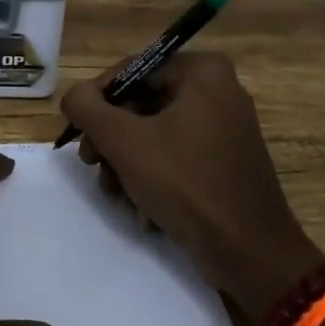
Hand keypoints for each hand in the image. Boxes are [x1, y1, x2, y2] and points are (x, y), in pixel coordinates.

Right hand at [61, 51, 323, 317]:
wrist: (251, 254)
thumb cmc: (186, 184)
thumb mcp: (124, 141)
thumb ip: (87, 108)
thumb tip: (74, 96)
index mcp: (203, 71)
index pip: (132, 70)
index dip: (98, 100)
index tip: (79, 133)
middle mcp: (218, 90)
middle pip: (142, 103)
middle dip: (113, 139)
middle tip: (92, 164)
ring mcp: (226, 127)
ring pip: (155, 133)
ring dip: (127, 163)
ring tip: (116, 193)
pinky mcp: (226, 161)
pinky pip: (177, 155)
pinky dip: (154, 177)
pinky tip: (142, 208)